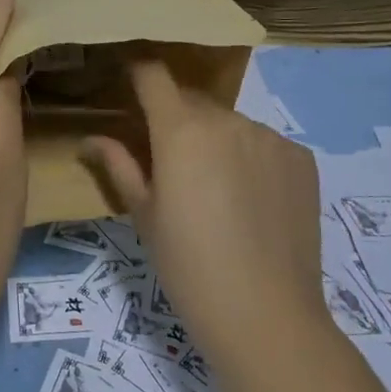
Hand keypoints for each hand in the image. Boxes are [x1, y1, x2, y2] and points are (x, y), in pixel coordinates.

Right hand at [83, 58, 325, 364]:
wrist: (267, 317)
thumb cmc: (189, 267)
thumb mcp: (143, 216)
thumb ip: (118, 165)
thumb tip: (90, 139)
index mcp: (181, 129)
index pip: (153, 74)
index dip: (138, 74)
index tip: (129, 88)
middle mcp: (227, 120)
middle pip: (191, 100)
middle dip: (174, 117)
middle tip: (169, 160)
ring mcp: (269, 137)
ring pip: (229, 122)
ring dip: (215, 139)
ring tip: (215, 189)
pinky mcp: (300, 158)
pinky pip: (264, 143)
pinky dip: (251, 157)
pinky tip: (252, 201)